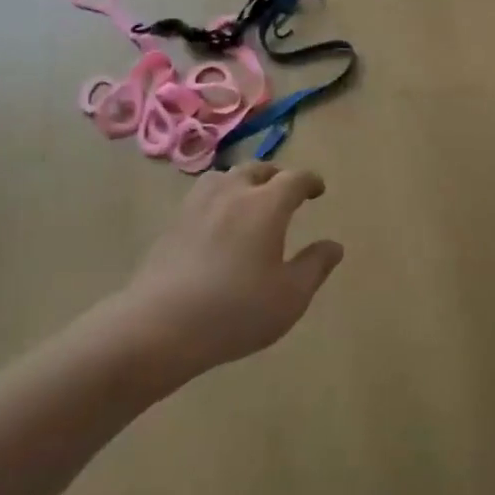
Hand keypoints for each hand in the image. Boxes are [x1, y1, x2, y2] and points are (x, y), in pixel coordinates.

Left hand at [115, 163, 343, 382]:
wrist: (160, 325)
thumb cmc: (235, 311)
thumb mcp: (290, 297)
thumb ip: (315, 266)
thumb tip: (334, 245)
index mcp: (266, 205)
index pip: (294, 179)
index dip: (310, 181)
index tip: (318, 189)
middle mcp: (233, 193)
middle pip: (257, 169)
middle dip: (276, 176)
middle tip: (285, 192)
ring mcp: (198, 205)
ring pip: (225, 177)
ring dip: (243, 181)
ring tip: (249, 199)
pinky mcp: (173, 222)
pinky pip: (202, 196)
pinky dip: (218, 198)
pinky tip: (217, 221)